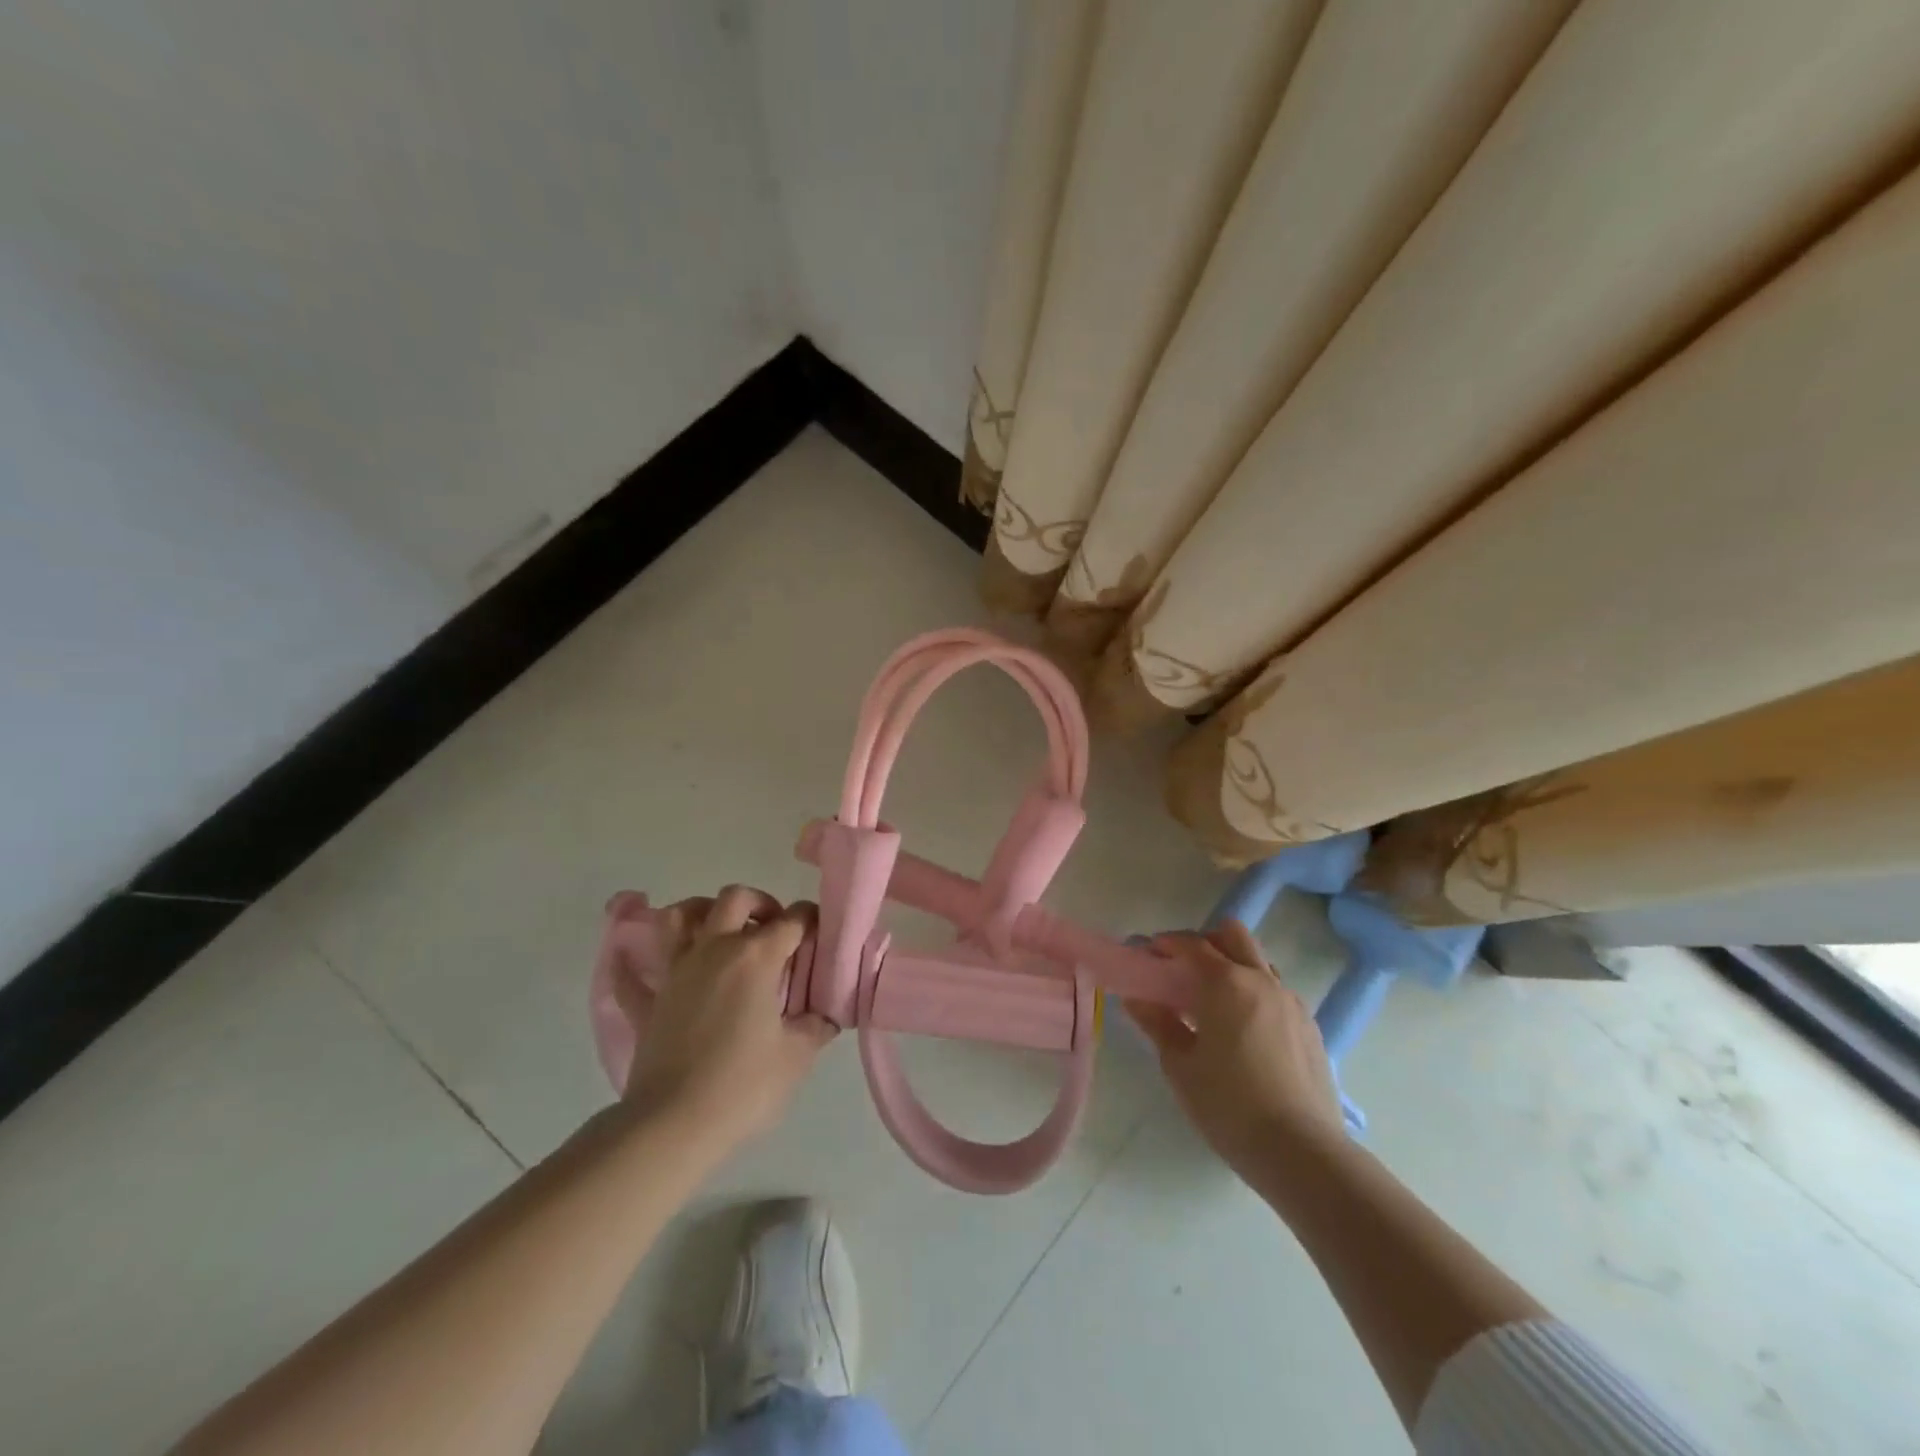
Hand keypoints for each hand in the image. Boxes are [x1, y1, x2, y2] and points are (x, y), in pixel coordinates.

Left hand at [617, 886, 834, 1150]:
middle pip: (735, 899)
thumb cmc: (743, 1086)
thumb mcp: (796, 1056)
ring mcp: (676, 972)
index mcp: (756, 956)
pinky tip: (636, 965)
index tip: (821, 934)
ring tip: (720, 933)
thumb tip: (825, 1015)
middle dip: (760, 903)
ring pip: (680, 917)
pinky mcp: (649, 1001)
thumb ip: (815, 1026)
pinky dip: (634, 966)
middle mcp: (714, 950)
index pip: (792, 920)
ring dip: (701, 913)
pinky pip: (632, 975)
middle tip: (773, 929)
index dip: (811, 920)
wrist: (672, 1125)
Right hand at [1125, 920, 1344, 1179]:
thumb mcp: (1180, 1065)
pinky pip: (1276, 992)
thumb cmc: (1229, 1105)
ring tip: (1213, 1002)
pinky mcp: (1310, 1026)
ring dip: (1232, 966)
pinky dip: (1254, 993)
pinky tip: (1243, 1030)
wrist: (1302, 1152)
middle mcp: (1262, 980)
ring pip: (1258, 962)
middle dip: (1204, 942)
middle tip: (1182, 970)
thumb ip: (1157, 1023)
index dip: (1165, 943)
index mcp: (1226, 983)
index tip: (1147, 955)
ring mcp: (1291, 1001)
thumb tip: (1135, 998)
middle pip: (1232, 935)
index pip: (1191, 944)